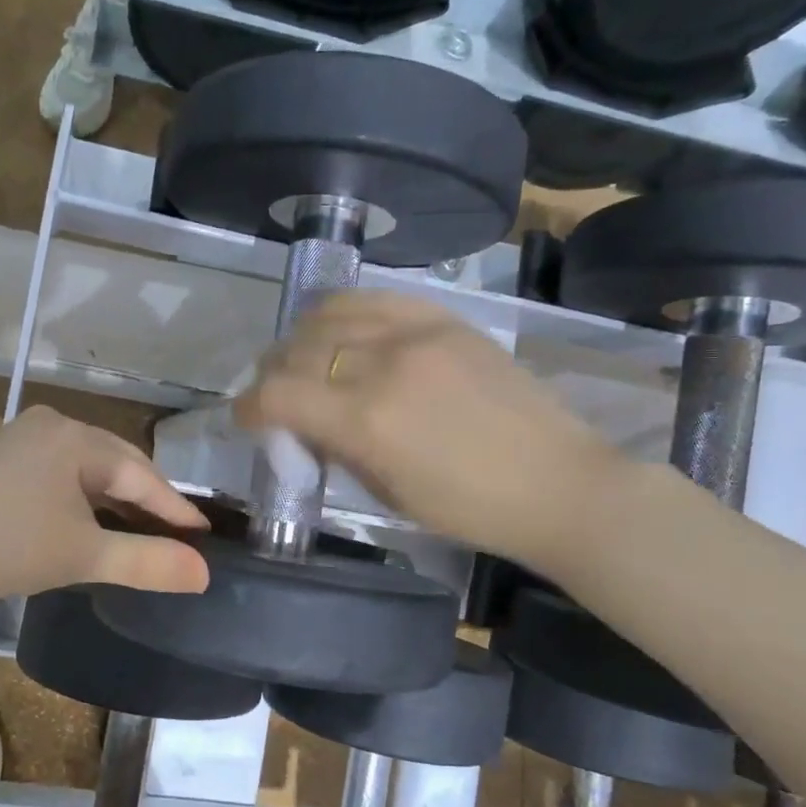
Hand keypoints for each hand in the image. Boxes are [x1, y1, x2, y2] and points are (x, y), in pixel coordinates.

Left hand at [0, 406, 210, 600]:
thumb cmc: (6, 548)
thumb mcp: (84, 556)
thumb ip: (148, 562)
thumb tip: (204, 573)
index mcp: (75, 438)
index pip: (141, 475)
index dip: (175, 508)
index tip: (205, 534)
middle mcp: (52, 424)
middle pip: (116, 463)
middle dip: (147, 499)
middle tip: (177, 533)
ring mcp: (21, 436)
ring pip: (87, 466)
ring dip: (114, 497)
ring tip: (140, 528)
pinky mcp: (0, 455)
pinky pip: (59, 469)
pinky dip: (82, 494)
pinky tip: (88, 516)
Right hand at [234, 291, 630, 572]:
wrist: (559, 483)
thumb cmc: (469, 509)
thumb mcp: (386, 492)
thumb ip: (335, 448)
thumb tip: (303, 422)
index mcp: (367, 421)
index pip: (278, 394)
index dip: (248, 406)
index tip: (246, 418)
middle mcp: (384, 364)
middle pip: (296, 349)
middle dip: (271, 374)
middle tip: (275, 394)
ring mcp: (418, 332)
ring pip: (328, 314)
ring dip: (302, 339)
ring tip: (305, 359)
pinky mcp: (445, 318)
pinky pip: (375, 297)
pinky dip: (344, 311)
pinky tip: (342, 329)